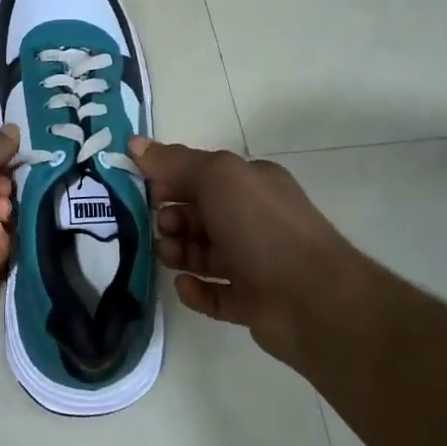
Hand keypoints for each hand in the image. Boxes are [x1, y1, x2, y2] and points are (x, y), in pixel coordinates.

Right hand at [130, 137, 366, 368]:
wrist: (313, 299)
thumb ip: (174, 162)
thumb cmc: (262, 227)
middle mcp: (253, 219)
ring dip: (178, 253)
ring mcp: (254, 262)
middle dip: (171, 219)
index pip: (199, 175)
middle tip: (161, 229)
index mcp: (250, 183)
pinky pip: (213, 294)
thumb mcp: (217, 177)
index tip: (140, 190)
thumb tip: (134, 143)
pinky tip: (186, 286)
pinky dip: (195, 290)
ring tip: (169, 257)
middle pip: (198, 215)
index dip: (168, 180)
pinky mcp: (251, 302)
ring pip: (202, 254)